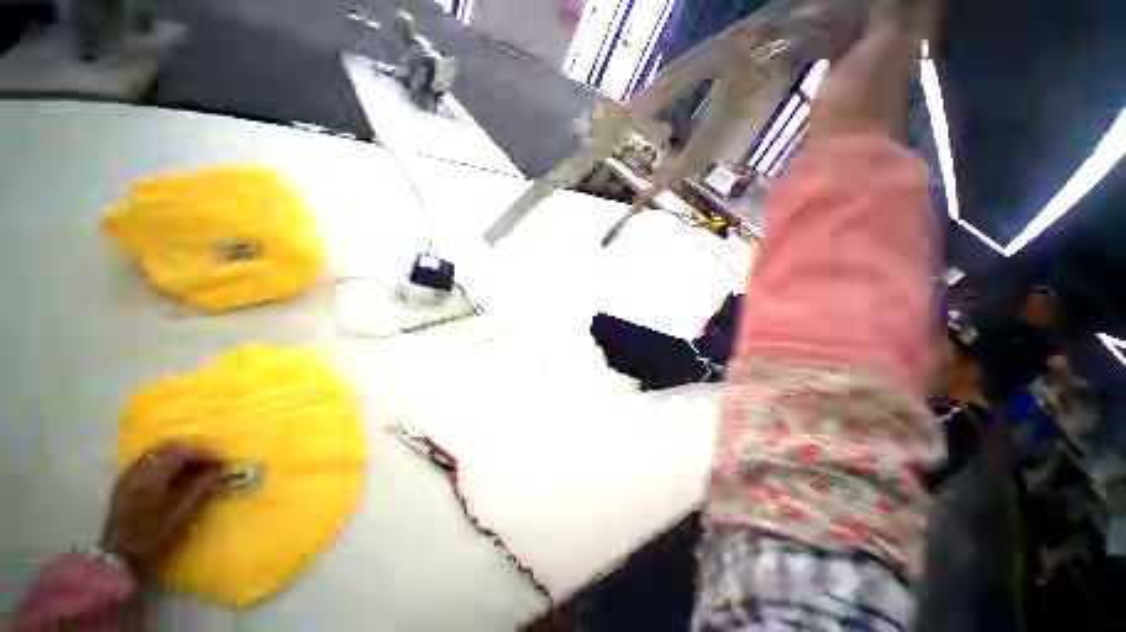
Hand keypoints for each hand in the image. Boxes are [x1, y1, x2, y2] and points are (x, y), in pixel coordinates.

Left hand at [101, 443, 223, 578]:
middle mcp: (138, 470)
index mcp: (151, 478)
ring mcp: (129, 474)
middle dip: (194, 450)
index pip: (183, 453)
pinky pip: (149, 459)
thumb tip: (220, 472)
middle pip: (169, 447)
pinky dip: (167, 459)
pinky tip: (176, 472)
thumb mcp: (179, 518)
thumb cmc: (152, 540)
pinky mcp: (126, 480)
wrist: (117, 559)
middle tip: (213, 461)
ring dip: (181, 454)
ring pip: (158, 451)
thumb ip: (199, 491)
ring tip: (198, 465)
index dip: (206, 454)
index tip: (225, 462)